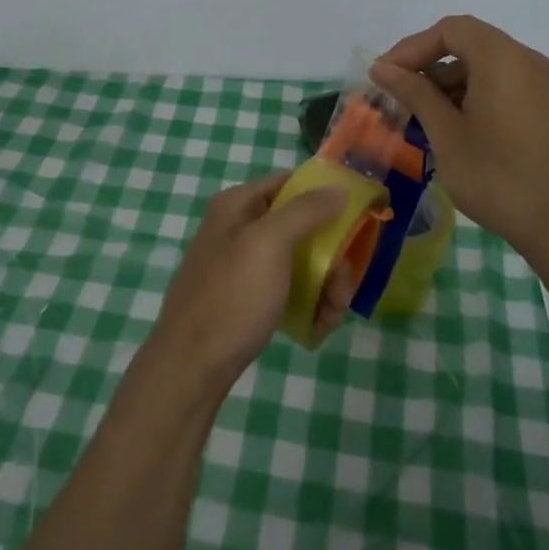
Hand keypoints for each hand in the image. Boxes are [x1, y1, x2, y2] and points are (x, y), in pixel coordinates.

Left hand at [145, 173, 348, 397]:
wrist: (192, 366)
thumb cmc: (232, 296)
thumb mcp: (270, 244)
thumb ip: (306, 211)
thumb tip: (338, 188)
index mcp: (237, 205)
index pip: (289, 183)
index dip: (323, 195)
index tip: (356, 217)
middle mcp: (239, 228)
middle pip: (301, 227)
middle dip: (330, 256)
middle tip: (342, 286)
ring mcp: (243, 265)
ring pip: (299, 262)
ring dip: (324, 285)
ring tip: (332, 315)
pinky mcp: (247, 298)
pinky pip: (287, 289)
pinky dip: (307, 304)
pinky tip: (318, 327)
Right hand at [370, 15, 548, 253]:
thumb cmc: (498, 176)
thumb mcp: (447, 134)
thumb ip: (415, 93)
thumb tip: (382, 68)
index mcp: (502, 58)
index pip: (449, 30)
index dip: (411, 48)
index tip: (384, 76)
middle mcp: (525, 60)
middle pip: (467, 43)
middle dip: (427, 64)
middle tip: (396, 93)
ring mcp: (539, 84)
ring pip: (483, 65)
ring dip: (447, 82)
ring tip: (418, 114)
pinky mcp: (544, 108)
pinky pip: (501, 84)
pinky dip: (471, 94)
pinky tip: (450, 126)